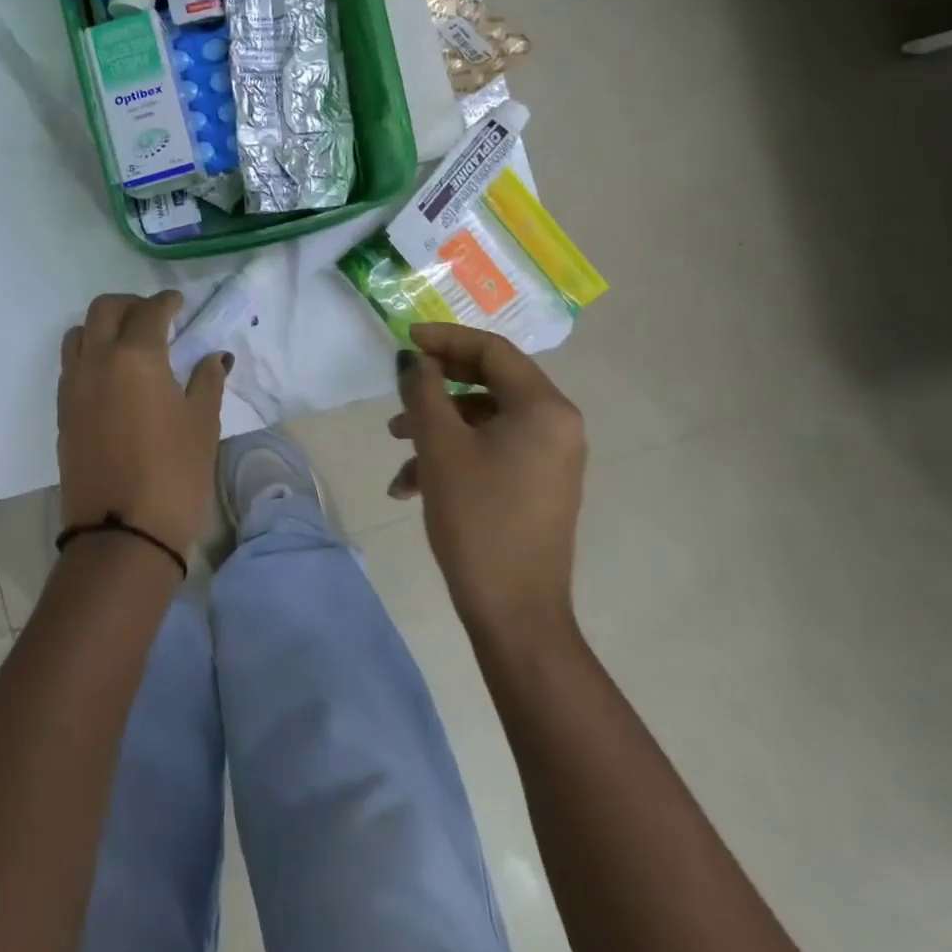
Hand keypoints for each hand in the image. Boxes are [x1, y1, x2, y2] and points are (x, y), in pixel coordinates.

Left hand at [57, 291, 230, 559]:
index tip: (179, 303)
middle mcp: (97, 361)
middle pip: (104, 310)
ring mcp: (73, 387)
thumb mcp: (202, 424)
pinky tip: (112, 376)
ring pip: (78, 334)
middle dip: (130, 304)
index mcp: (136, 356)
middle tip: (154, 316)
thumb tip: (213, 357)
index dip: (167, 302)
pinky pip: (71, 365)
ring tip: (128, 343)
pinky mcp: (63, 413)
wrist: (122, 535)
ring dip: (102, 326)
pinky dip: (89, 354)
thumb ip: (207, 381)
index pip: (150, 311)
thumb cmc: (174, 475)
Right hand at [389, 323, 586, 637]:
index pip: (493, 351)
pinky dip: (452, 455)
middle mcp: (556, 425)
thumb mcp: (440, 447)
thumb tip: (414, 358)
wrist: (515, 613)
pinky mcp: (536, 484)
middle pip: (489, 382)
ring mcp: (549, 457)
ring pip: (484, 419)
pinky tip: (410, 486)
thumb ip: (425, 391)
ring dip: (438, 425)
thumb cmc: (478, 519)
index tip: (406, 341)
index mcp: (544, 408)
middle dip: (438, 386)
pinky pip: (491, 450)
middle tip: (400, 390)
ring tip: (396, 445)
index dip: (446, 339)